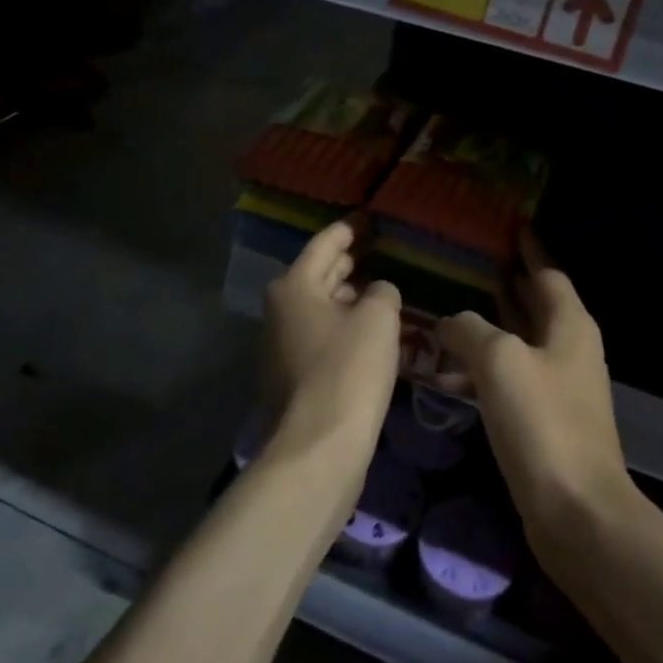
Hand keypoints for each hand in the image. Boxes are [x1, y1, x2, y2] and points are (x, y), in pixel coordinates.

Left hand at [261, 220, 402, 464]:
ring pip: (319, 307)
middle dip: (347, 262)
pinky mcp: (290, 375)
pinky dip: (342, 326)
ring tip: (378, 289)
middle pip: (318, 275)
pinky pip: (319, 335)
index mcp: (294, 286)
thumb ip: (382, 292)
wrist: (319, 445)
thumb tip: (377, 292)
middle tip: (377, 250)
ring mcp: (280, 344)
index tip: (368, 218)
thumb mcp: (377, 319)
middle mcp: (280, 309)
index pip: (325, 244)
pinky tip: (367, 331)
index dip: (350, 229)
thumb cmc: (349, 369)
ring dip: (347, 297)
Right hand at [435, 235, 630, 546]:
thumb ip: (470, 330)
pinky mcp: (544, 419)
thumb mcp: (499, 361)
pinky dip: (484, 368)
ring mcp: (558, 387)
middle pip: (536, 305)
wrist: (576, 510)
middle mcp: (569, 349)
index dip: (529, 249)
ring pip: (520, 342)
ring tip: (450, 310)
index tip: (510, 228)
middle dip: (507, 284)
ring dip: (490, 327)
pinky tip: (450, 373)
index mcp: (569, 325)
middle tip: (471, 264)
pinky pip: (510, 378)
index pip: (548, 273)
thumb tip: (450, 322)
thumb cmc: (542, 422)